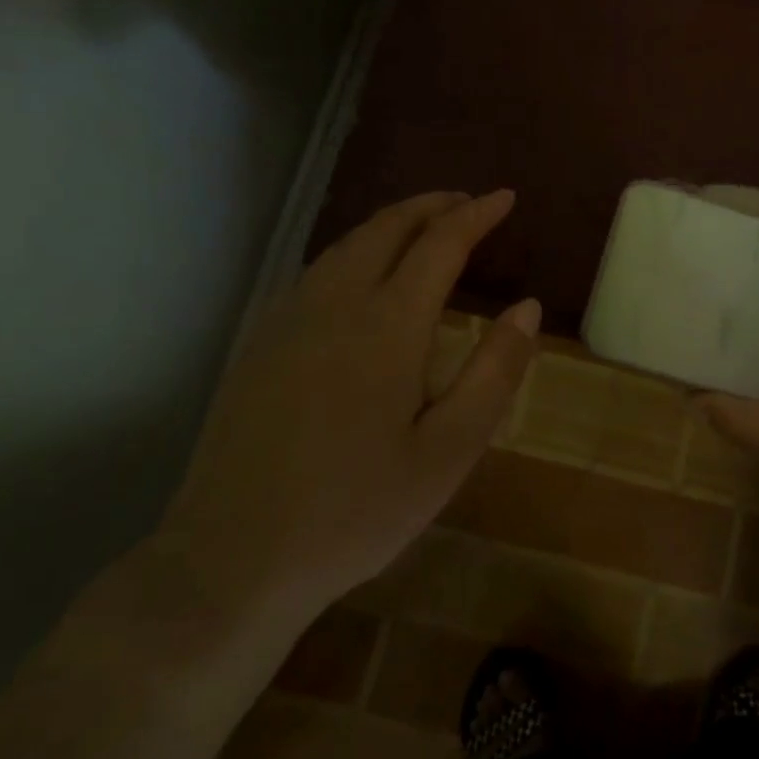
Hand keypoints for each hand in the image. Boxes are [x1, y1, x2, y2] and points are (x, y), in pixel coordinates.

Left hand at [157, 191, 539, 638]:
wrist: (230, 560)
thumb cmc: (356, 511)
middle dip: (433, 206)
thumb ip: (494, 372)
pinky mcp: (261, 342)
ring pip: (348, 244)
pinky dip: (357, 250)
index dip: (477, 215)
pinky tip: (364, 274)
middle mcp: (336, 303)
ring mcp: (290, 319)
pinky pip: (319, 270)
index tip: (505, 198)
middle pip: (388, 228)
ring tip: (425, 226)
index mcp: (388, 324)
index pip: (441, 243)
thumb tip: (528, 307)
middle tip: (468, 203)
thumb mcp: (449, 452)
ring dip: (393, 223)